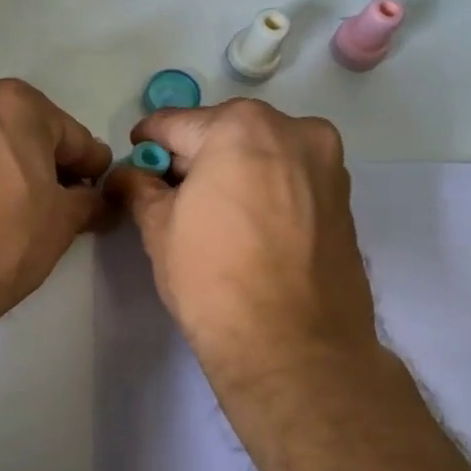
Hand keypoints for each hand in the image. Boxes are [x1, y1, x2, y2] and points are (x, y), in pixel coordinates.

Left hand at [0, 79, 111, 327]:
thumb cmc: (3, 240)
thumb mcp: (62, 223)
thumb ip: (88, 201)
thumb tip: (95, 199)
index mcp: (15, 105)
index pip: (71, 136)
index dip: (90, 167)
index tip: (96, 191)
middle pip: (22, 132)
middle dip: (42, 163)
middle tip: (55, 204)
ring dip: (2, 168)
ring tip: (10, 212)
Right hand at [105, 99, 377, 383]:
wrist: (294, 347)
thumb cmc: (213, 278)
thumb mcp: (158, 228)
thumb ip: (138, 188)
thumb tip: (126, 175)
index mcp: (241, 127)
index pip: (175, 123)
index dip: (146, 144)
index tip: (134, 163)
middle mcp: (293, 131)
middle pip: (224, 133)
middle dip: (193, 158)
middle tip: (169, 195)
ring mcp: (326, 164)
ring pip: (261, 154)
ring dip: (231, 172)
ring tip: (211, 216)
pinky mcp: (344, 199)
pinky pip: (289, 179)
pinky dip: (264, 190)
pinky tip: (247, 228)